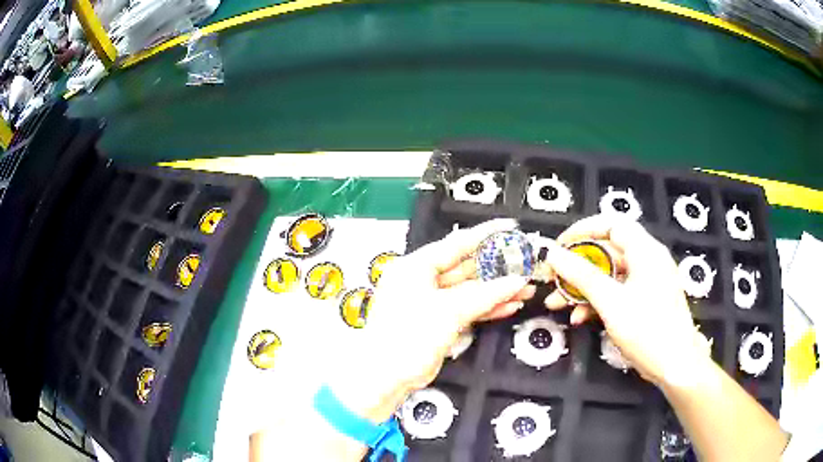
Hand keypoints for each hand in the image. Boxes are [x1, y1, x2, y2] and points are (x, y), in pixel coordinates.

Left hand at [328, 219, 534, 422]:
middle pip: (466, 268)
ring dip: (497, 290)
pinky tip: (510, 305)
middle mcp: (422, 281)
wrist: (386, 376)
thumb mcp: (449, 310)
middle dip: (497, 267)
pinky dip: (487, 308)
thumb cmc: (406, 337)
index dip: (486, 235)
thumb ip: (485, 295)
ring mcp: (431, 303)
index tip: (509, 228)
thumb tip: (515, 282)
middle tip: (523, 262)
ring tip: (525, 287)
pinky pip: (467, 309)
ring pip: (470, 291)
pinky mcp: (438, 322)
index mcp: (416, 267)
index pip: (457, 243)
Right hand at [541, 215, 711, 386]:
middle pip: (608, 252)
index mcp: (645, 251)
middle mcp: (648, 260)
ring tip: (558, 303)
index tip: (560, 246)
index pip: (611, 224)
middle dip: (578, 266)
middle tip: (554, 278)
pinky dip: (598, 301)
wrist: (675, 365)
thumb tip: (553, 253)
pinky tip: (580, 317)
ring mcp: (648, 281)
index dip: (583, 230)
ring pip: (610, 275)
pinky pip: (618, 292)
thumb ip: (581, 275)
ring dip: (583, 288)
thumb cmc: (647, 330)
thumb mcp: (611, 302)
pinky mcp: (646, 301)